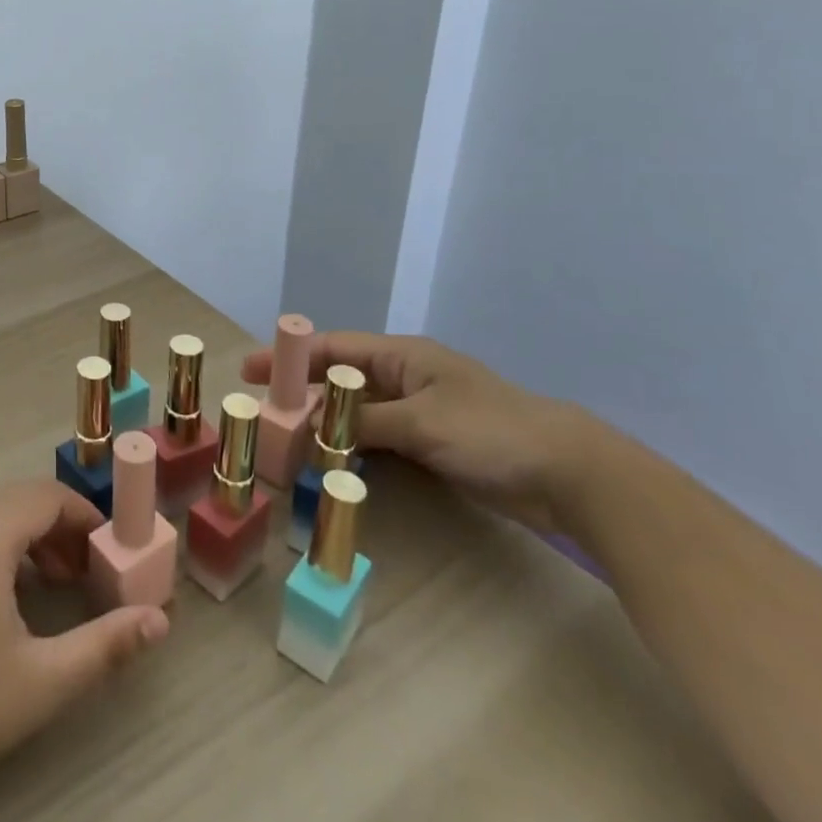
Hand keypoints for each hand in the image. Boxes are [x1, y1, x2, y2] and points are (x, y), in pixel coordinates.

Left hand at [0, 480, 168, 817]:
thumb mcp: (44, 679)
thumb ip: (106, 645)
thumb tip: (158, 621)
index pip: (47, 497)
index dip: (86, 517)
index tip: (113, 550)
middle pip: (20, 500)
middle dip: (61, 528)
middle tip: (90, 572)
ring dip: (30, 537)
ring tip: (57, 583)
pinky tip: (10, 595)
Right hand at [241, 331, 601, 532]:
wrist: (572, 473)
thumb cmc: (491, 432)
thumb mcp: (420, 423)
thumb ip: (361, 425)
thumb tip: (308, 434)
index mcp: (402, 357)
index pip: (333, 348)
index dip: (289, 356)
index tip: (250, 370)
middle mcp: (405, 377)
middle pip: (339, 377)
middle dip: (301, 389)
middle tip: (263, 409)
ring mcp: (419, 410)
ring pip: (356, 410)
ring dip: (324, 421)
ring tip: (288, 438)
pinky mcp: (431, 441)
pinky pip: (377, 436)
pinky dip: (352, 444)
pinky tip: (332, 460)